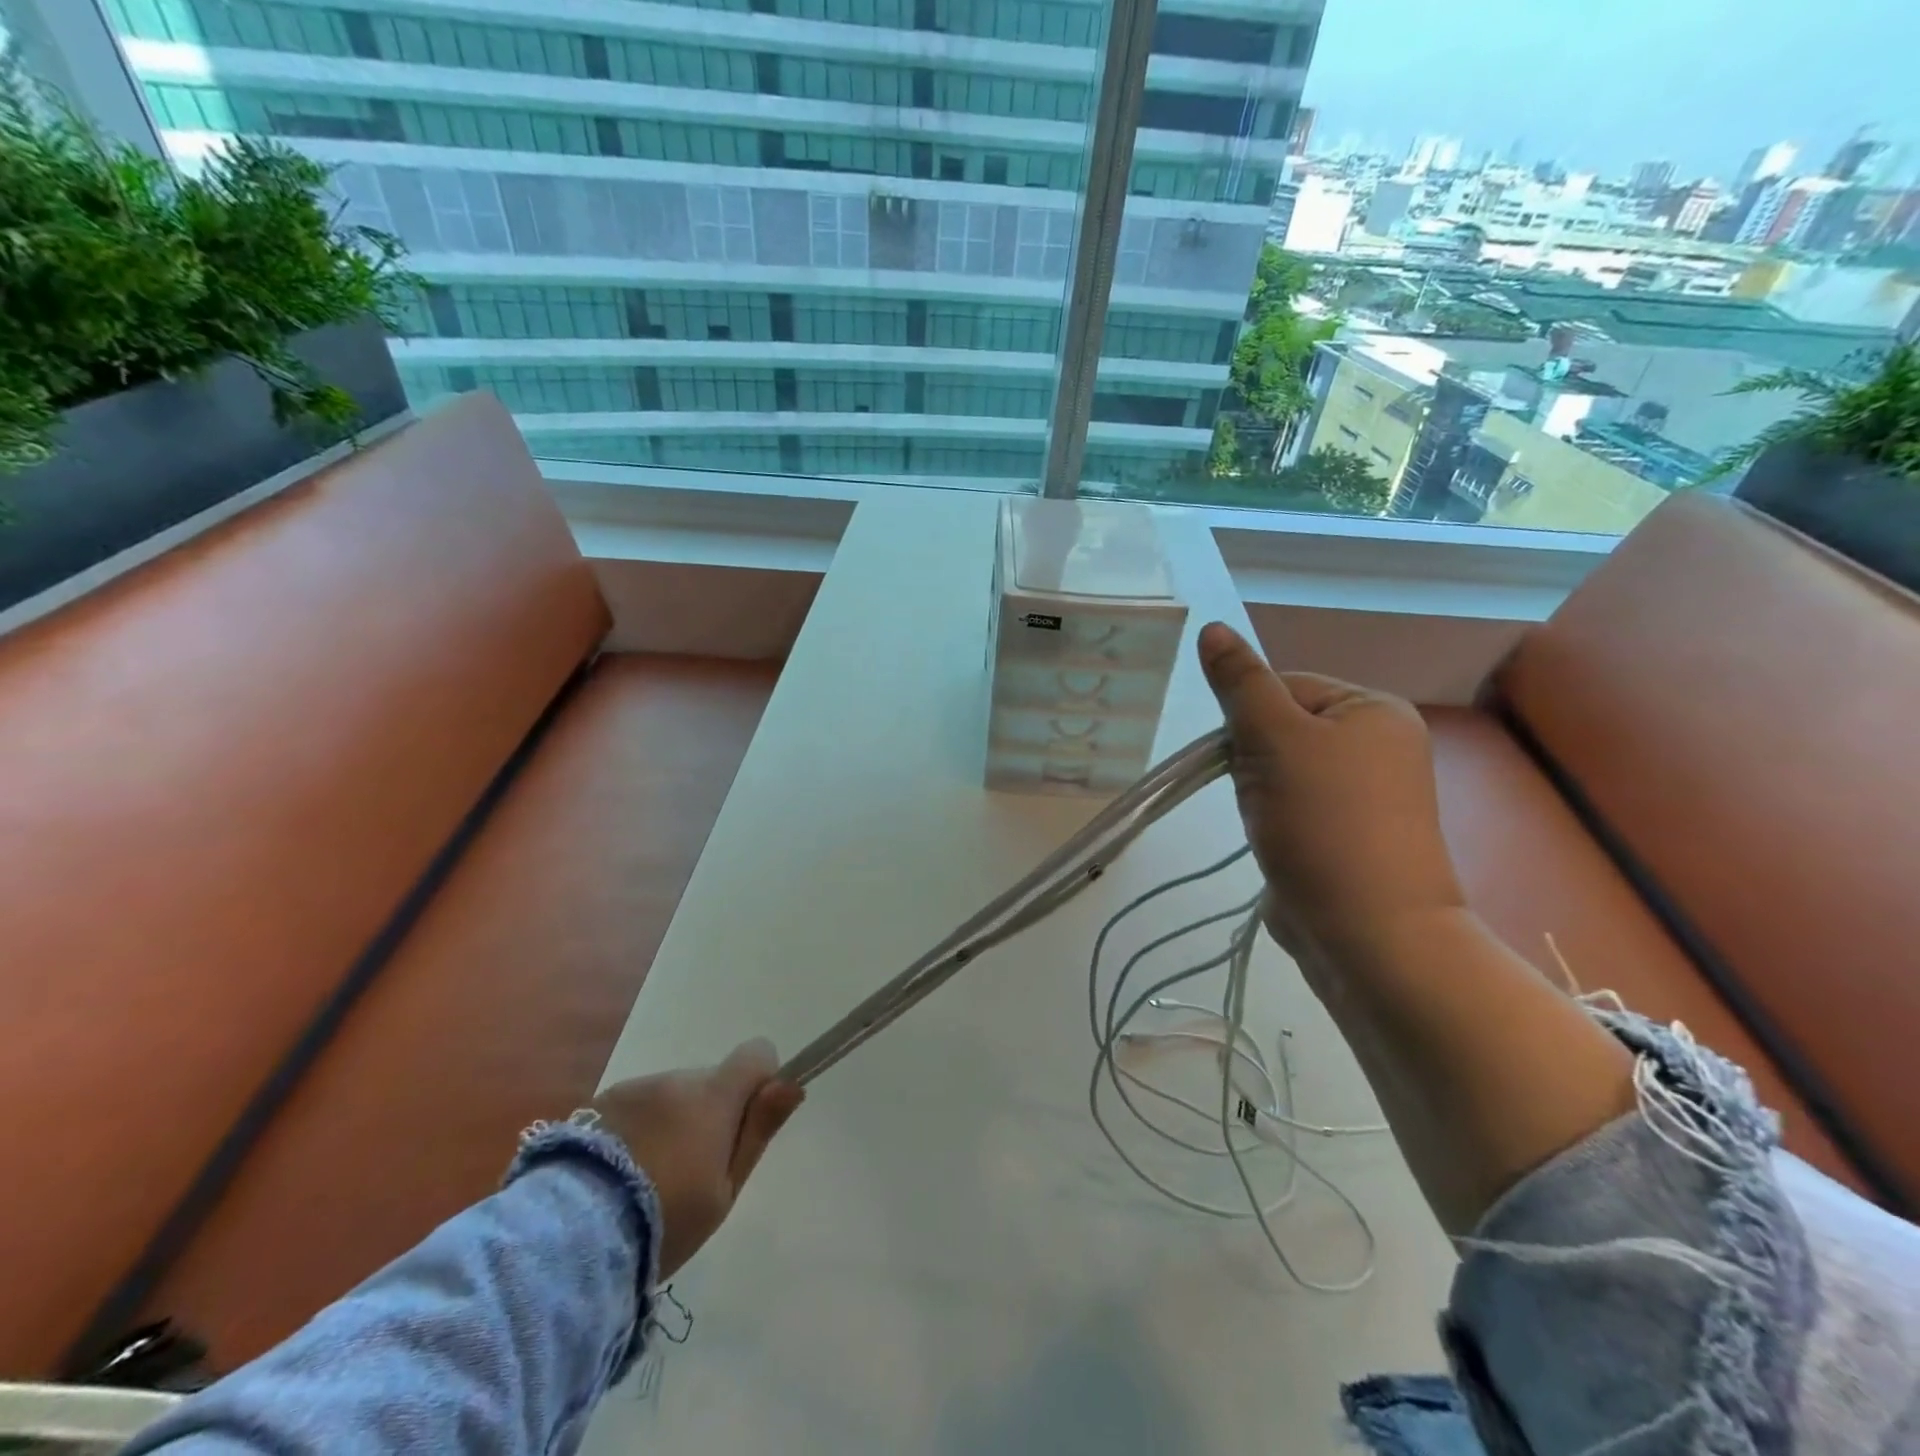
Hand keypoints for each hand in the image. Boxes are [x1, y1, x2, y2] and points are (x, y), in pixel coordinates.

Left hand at [591, 1039, 803, 1278]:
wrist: (571, 1239)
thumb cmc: (665, 1220)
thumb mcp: (724, 1189)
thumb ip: (758, 1131)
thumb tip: (792, 1083)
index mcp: (714, 1096)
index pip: (756, 1054)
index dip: (760, 1081)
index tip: (746, 1122)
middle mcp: (676, 1079)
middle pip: (710, 1082)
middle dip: (709, 1113)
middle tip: (692, 1171)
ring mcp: (634, 1088)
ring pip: (671, 1095)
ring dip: (671, 1121)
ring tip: (647, 1179)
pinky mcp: (597, 1104)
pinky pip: (636, 1107)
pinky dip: (637, 1130)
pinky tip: (617, 1175)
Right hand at [1197, 623, 1465, 975]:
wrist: (1367, 932)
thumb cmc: (1322, 822)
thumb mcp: (1273, 739)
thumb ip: (1240, 683)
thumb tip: (1211, 627)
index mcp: (1374, 709)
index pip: (1285, 686)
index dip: (1249, 719)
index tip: (1244, 759)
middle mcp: (1381, 744)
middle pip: (1283, 727)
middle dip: (1253, 760)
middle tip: (1259, 795)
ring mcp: (1370, 795)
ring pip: (1283, 770)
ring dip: (1259, 792)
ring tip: (1270, 824)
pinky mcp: (1351, 835)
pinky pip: (1295, 806)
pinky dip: (1275, 819)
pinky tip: (1278, 842)